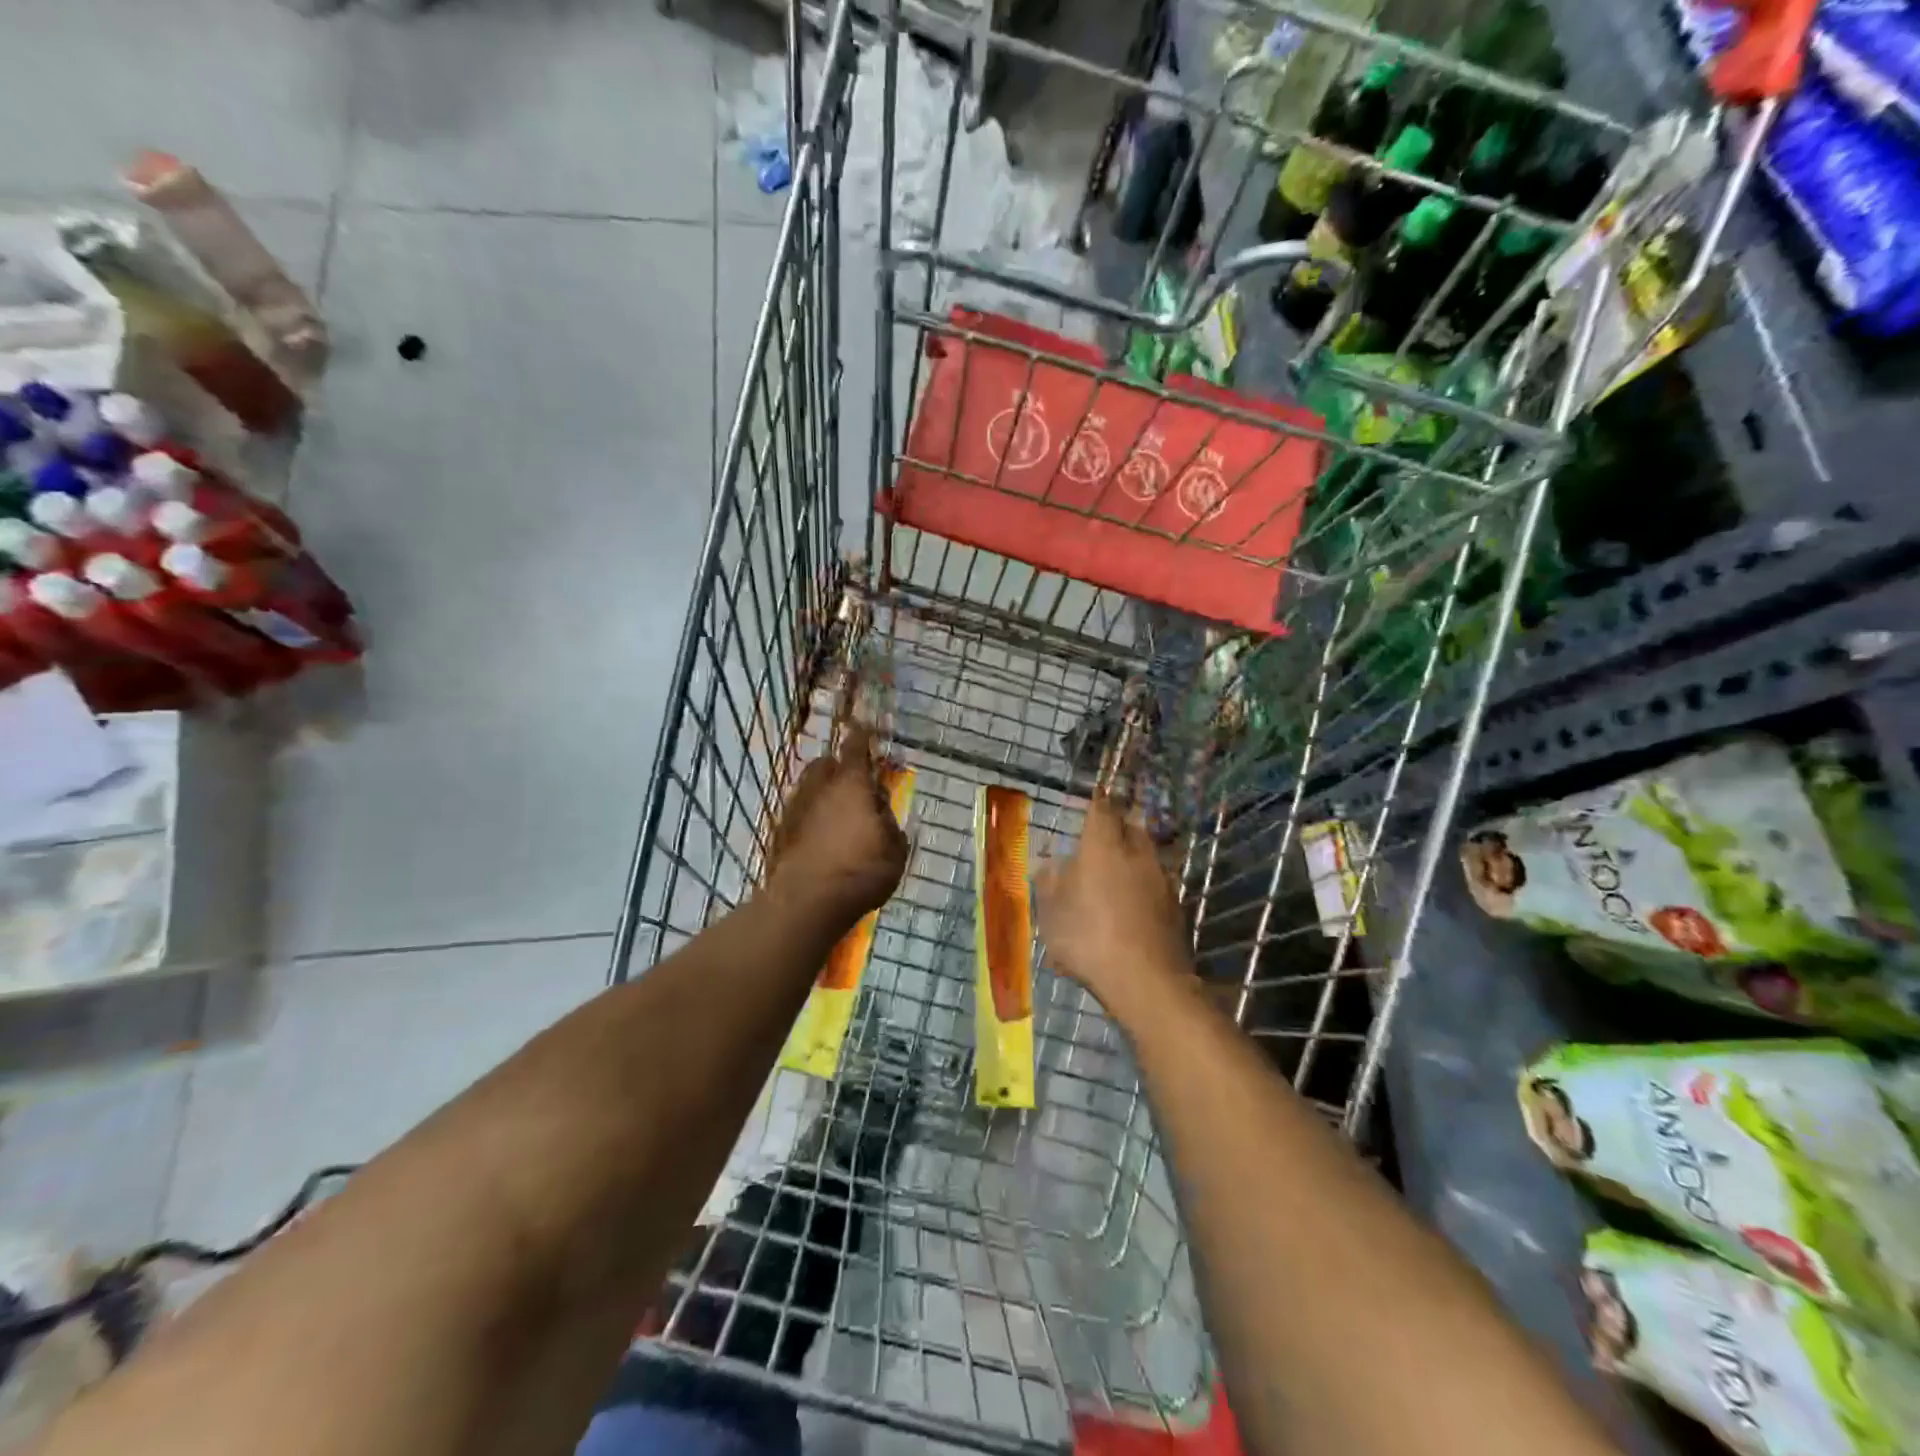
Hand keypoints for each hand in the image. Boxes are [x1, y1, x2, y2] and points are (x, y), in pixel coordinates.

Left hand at [767, 726, 908, 927]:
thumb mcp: (895, 850)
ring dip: (822, 793)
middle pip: (825, 764)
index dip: (861, 737)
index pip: (855, 747)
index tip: (863, 729)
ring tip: (837, 814)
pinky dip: (810, 818)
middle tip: (854, 784)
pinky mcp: (780, 832)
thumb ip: (890, 825)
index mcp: (852, 784)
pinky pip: (799, 814)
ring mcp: (795, 808)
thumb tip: (881, 814)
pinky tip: (820, 838)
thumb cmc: (861, 871)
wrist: (807, 902)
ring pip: (809, 788)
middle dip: (838, 768)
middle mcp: (820, 787)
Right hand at [1034, 795, 1191, 1011]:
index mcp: (1103, 846)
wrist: (1146, 980)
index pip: (1102, 809)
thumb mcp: (1051, 913)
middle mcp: (1137, 854)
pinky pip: (1156, 885)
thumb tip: (1051, 865)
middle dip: (1119, 826)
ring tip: (1117, 874)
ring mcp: (1162, 879)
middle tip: (1104, 836)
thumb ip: (1049, 883)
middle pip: (1132, 827)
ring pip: (1147, 856)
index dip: (1096, 803)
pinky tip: (1132, 907)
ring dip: (1133, 858)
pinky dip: (1144, 887)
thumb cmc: (1088, 937)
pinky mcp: (1176, 906)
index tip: (1092, 800)